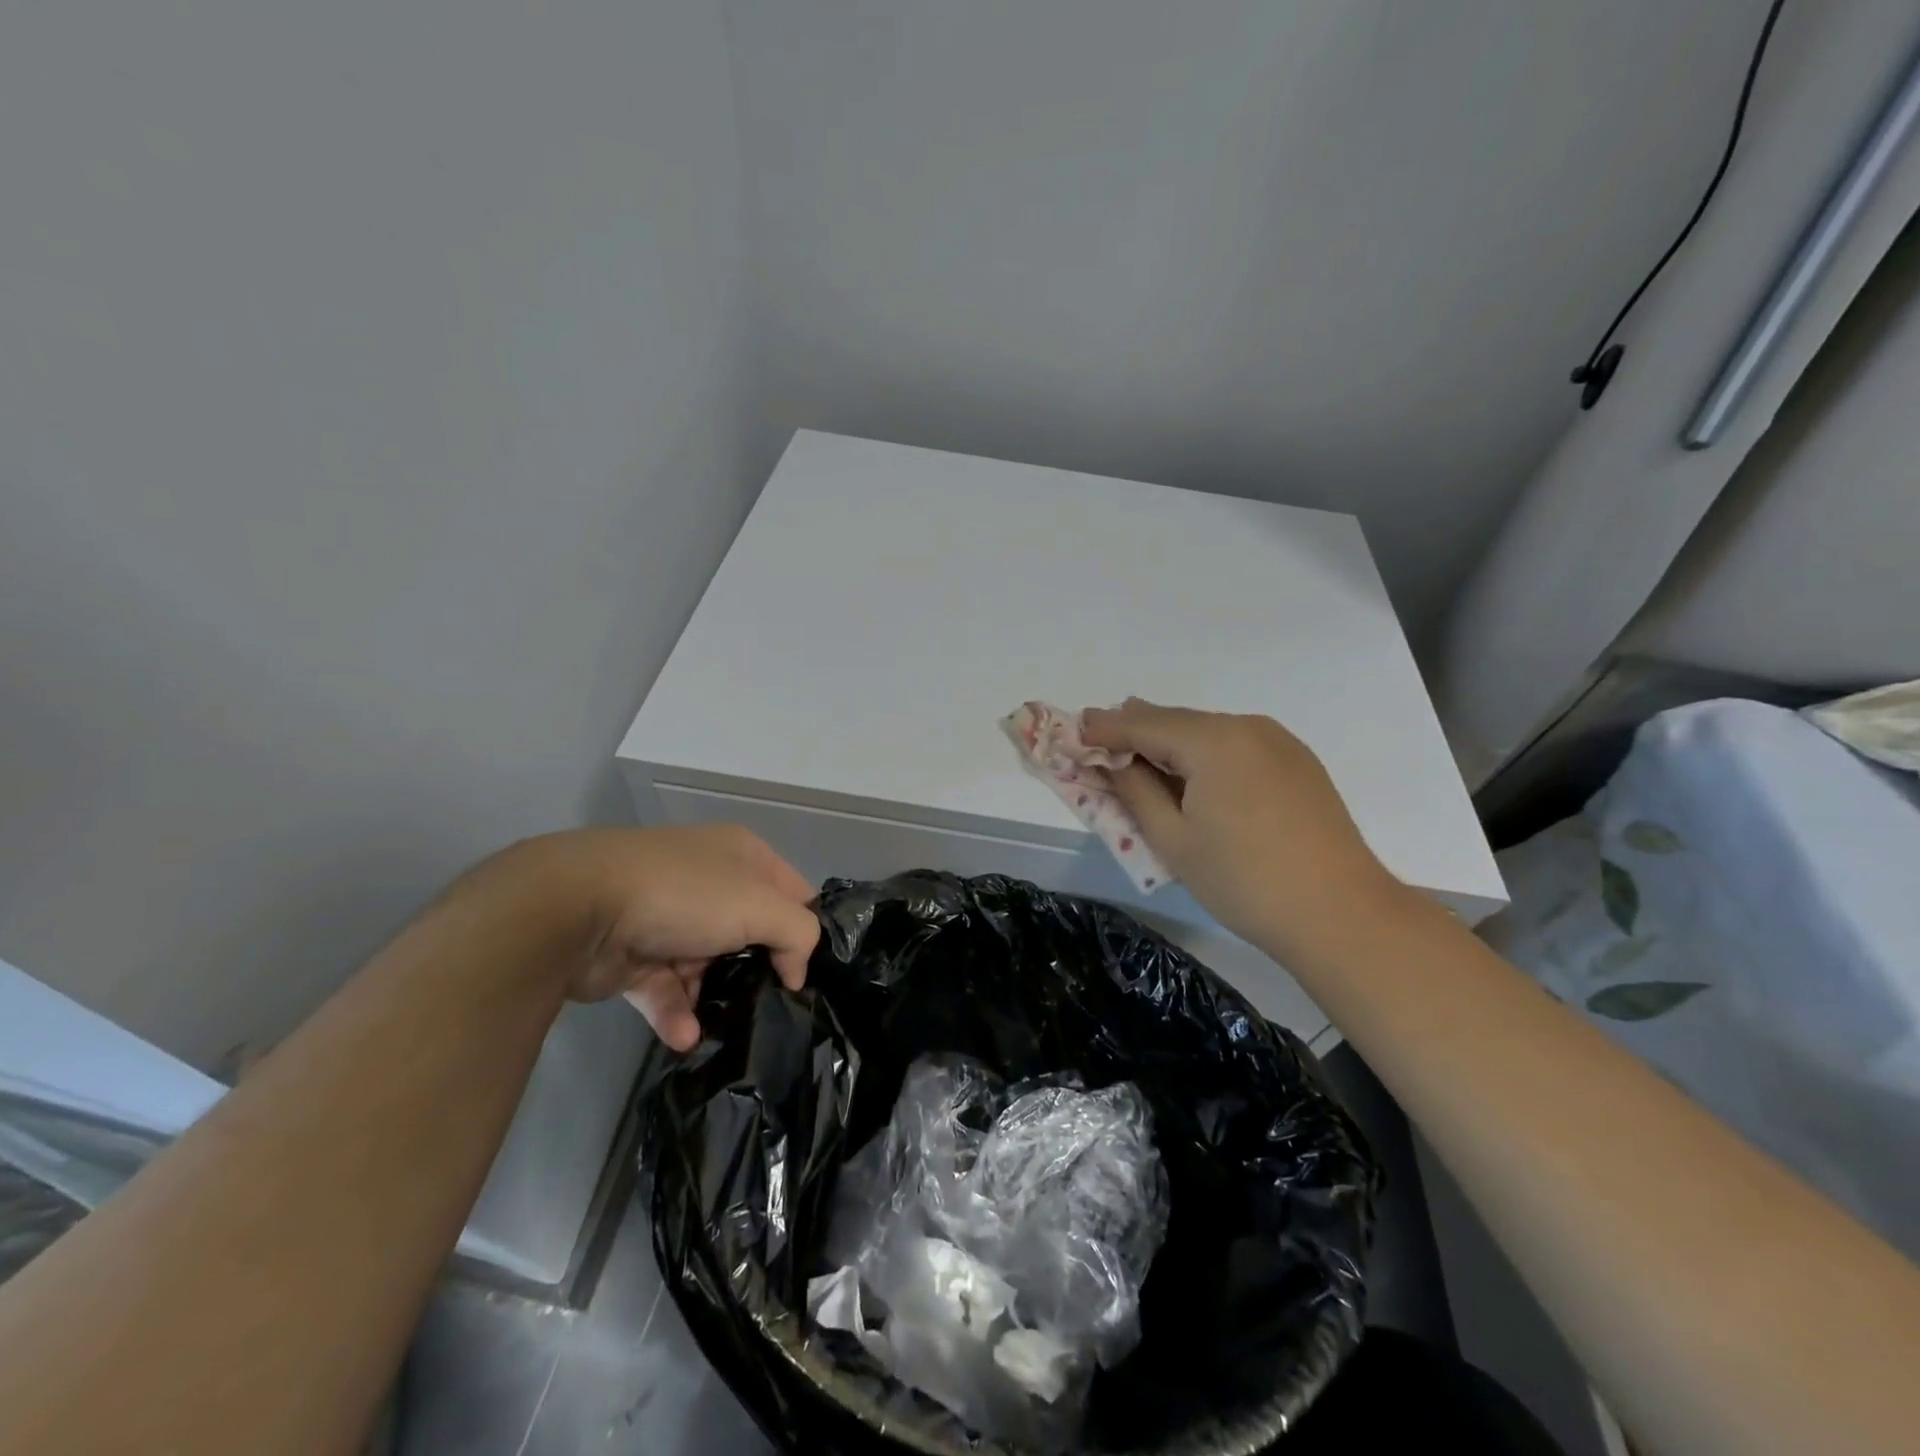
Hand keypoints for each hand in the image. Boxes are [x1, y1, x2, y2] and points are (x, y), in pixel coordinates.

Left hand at [498, 826, 819, 1050]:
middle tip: (773, 1006)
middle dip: (759, 969)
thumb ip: (798, 934)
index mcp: (741, 855)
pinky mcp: (633, 955)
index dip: (804, 929)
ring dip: (715, 999)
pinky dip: (677, 1013)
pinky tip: (685, 1036)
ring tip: (725, 1028)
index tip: (806, 972)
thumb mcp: (760, 905)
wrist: (574, 907)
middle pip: (750, 931)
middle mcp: (707, 881)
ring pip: (707, 965)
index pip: (791, 892)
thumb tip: (795, 969)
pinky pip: (666, 989)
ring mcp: (667, 917)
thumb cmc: (683, 894)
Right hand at [1080, 701, 1400, 956]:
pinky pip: (1236, 746)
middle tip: (1100, 740)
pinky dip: (1204, 754)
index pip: (1143, 723)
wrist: (1340, 914)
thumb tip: (1111, 762)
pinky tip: (1192, 774)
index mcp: (1213, 741)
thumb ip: (1134, 791)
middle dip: (1136, 731)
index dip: (1105, 728)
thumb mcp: (1173, 839)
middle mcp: (1247, 727)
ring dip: (1170, 743)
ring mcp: (1279, 742)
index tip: (1074, 729)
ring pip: (1208, 732)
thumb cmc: (1244, 881)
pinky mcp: (1298, 763)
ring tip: (1140, 757)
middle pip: (1177, 721)